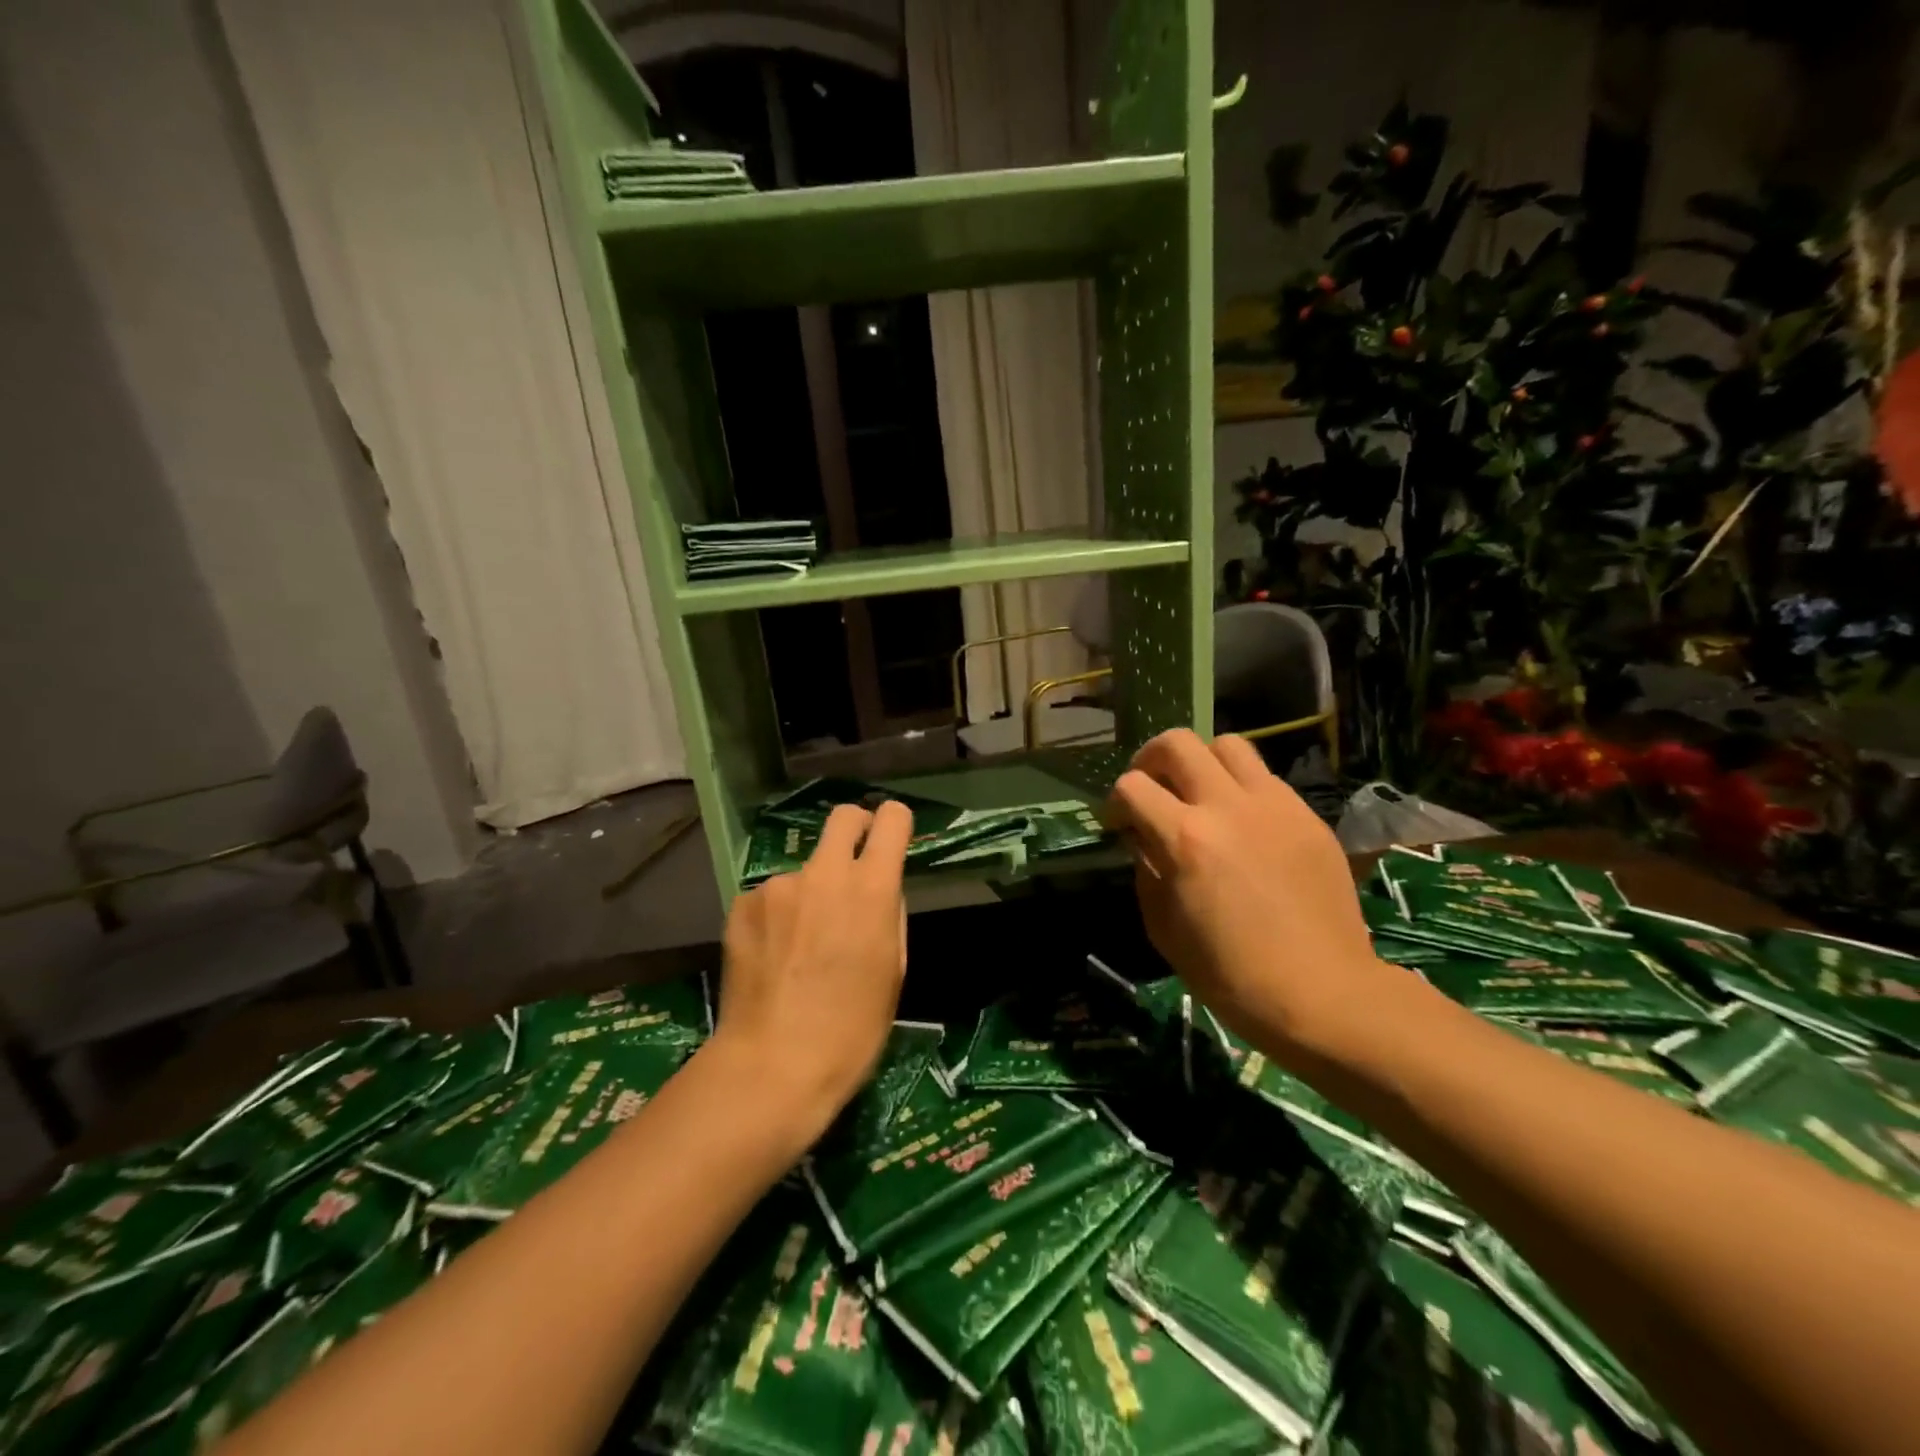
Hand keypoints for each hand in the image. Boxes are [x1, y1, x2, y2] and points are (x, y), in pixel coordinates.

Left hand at [709, 801, 912, 1143]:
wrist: (774, 1064)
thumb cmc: (853, 1028)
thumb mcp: (893, 970)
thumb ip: (889, 915)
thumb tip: (879, 892)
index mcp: (872, 888)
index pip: (892, 820)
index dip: (895, 823)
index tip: (893, 837)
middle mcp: (825, 873)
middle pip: (843, 817)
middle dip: (855, 827)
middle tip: (854, 863)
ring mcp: (778, 886)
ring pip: (804, 869)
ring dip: (810, 891)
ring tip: (801, 943)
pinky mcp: (742, 903)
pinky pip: (770, 897)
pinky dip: (777, 915)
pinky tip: (773, 955)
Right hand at [1105, 730, 1388, 1054]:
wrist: (1322, 994)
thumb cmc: (1230, 974)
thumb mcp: (1163, 928)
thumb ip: (1146, 870)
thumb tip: (1143, 839)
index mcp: (1185, 839)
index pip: (1131, 786)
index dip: (1115, 802)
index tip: (1119, 824)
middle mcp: (1227, 807)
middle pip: (1177, 742)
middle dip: (1151, 759)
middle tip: (1151, 788)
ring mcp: (1275, 806)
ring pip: (1227, 745)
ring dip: (1201, 763)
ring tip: (1199, 794)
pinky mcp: (1308, 816)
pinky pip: (1266, 779)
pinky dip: (1242, 789)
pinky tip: (1244, 825)